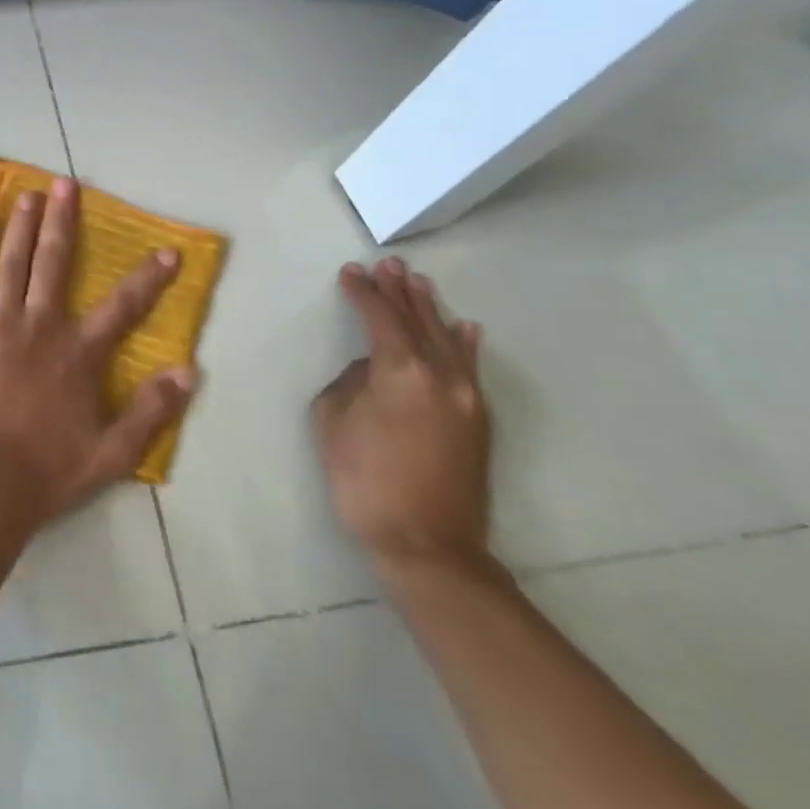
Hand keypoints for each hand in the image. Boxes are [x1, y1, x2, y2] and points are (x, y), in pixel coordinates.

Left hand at [0, 178, 197, 523]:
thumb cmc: (48, 468)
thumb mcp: (112, 452)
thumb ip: (150, 410)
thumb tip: (189, 371)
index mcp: (78, 353)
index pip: (123, 307)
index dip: (148, 278)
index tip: (167, 251)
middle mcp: (41, 325)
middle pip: (54, 262)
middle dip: (63, 220)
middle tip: (65, 183)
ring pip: (13, 262)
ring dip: (23, 225)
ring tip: (29, 194)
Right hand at [312, 257, 490, 578]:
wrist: (427, 544)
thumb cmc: (365, 479)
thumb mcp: (332, 420)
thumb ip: (350, 381)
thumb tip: (370, 369)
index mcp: (401, 371)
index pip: (379, 318)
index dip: (363, 293)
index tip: (350, 273)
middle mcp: (441, 375)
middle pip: (417, 321)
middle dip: (399, 291)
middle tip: (388, 265)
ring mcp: (465, 397)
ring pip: (446, 339)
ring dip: (429, 309)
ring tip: (417, 283)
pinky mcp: (477, 421)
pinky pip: (470, 368)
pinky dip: (465, 344)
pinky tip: (465, 328)